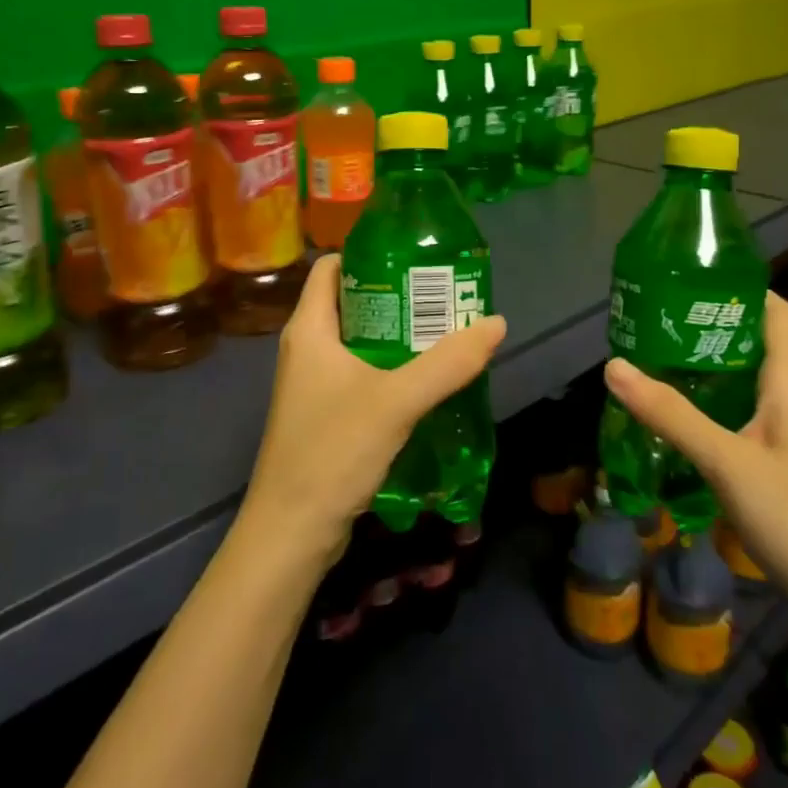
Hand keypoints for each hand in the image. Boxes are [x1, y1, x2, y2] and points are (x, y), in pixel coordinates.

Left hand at [239, 254, 507, 569]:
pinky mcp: (325, 415)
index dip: (369, 254)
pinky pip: (362, 374)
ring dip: (398, 335)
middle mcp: (307, 349)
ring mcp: (314, 384)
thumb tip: (496, 323)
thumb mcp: (396, 402)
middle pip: (352, 302)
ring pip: (360, 342)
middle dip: (396, 295)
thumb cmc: (332, 452)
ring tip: (445, 331)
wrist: (291, 533)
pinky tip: (427, 381)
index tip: (414, 257)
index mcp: (309, 329)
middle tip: (444, 296)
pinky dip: (392, 368)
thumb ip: (448, 363)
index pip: (331, 268)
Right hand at [602, 292, 787, 632]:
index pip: (778, 315)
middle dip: (710, 328)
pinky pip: (745, 419)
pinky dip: (714, 409)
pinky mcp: (785, 469)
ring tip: (657, 362)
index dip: (743, 288)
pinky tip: (682, 423)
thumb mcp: (727, 463)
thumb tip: (613, 366)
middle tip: (656, 320)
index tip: (694, 277)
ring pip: (748, 385)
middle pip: (756, 346)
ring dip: (708, 370)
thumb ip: (671, 415)